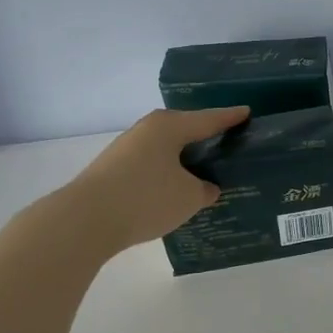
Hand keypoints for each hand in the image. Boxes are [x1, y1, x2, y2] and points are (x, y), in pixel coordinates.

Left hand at [49, 106, 249, 254]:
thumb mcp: (189, 197)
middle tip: (229, 142)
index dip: (230, 118)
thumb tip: (205, 187)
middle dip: (205, 137)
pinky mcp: (114, 170)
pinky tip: (176, 187)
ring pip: (166, 149)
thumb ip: (204, 189)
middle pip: (185, 130)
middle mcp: (147, 130)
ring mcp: (127, 149)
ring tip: (205, 169)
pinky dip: (167, 173)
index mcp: (169, 126)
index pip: (209, 119)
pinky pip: (152, 165)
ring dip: (184, 158)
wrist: (85, 220)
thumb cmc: (146, 198)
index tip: (247, 112)